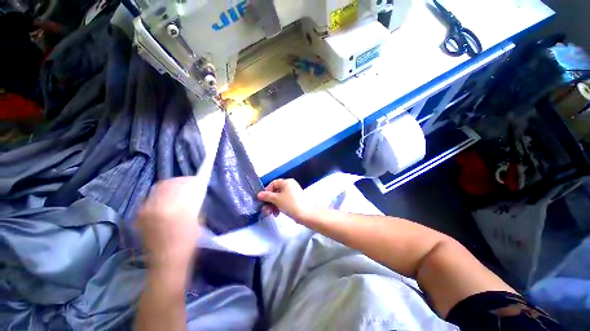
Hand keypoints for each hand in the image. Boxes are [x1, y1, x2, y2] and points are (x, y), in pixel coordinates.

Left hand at [137, 177, 201, 271]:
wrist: (167, 261)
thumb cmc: (189, 241)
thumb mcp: (198, 219)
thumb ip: (195, 201)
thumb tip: (195, 188)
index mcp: (175, 208)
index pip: (181, 184)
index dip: (190, 180)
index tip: (196, 181)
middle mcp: (156, 207)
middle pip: (166, 183)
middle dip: (179, 182)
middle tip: (188, 185)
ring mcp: (145, 211)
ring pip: (156, 189)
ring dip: (169, 187)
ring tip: (177, 192)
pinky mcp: (139, 215)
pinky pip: (150, 198)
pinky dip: (160, 195)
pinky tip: (166, 202)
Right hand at [257, 179, 314, 221]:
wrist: (305, 214)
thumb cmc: (291, 204)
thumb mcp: (277, 199)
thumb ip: (267, 196)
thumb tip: (259, 194)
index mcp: (287, 182)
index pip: (273, 183)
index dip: (267, 191)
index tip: (263, 199)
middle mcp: (290, 186)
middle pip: (276, 192)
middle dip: (269, 201)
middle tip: (265, 209)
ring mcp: (293, 194)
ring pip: (279, 198)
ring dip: (273, 205)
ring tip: (270, 213)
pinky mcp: (294, 201)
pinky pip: (284, 202)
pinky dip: (279, 207)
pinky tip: (277, 214)